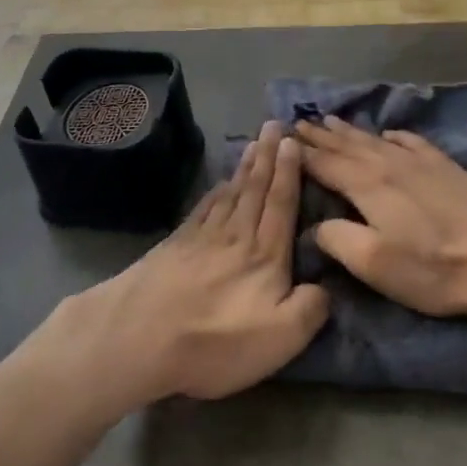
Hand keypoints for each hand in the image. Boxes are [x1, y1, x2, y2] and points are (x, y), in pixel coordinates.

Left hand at [37, 122, 329, 408]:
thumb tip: (325, 286)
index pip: (282, 203)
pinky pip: (202, 210)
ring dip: (244, 168)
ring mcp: (201, 239)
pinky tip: (217, 185)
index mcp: (266, 255)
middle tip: (275, 125)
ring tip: (253, 145)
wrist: (141, 337)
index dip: (289, 172)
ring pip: (229, 194)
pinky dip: (213, 193)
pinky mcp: (174, 247)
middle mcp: (236, 236)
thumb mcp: (282, 336)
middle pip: (255, 189)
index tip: (293, 141)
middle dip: (268, 156)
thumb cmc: (218, 340)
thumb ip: (311, 307)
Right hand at [293, 116, 466, 317]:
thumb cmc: (432, 268)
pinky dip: (394, 136)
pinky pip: (412, 142)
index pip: (325, 164)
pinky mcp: (447, 168)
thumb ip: (338, 239)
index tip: (282, 139)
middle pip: (347, 145)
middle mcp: (390, 164)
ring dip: (350, 130)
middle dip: (321, 135)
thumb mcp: (374, 264)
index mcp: (368, 186)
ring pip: (376, 140)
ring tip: (330, 119)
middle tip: (298, 121)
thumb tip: (317, 225)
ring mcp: (422, 163)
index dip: (301, 153)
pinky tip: (389, 134)